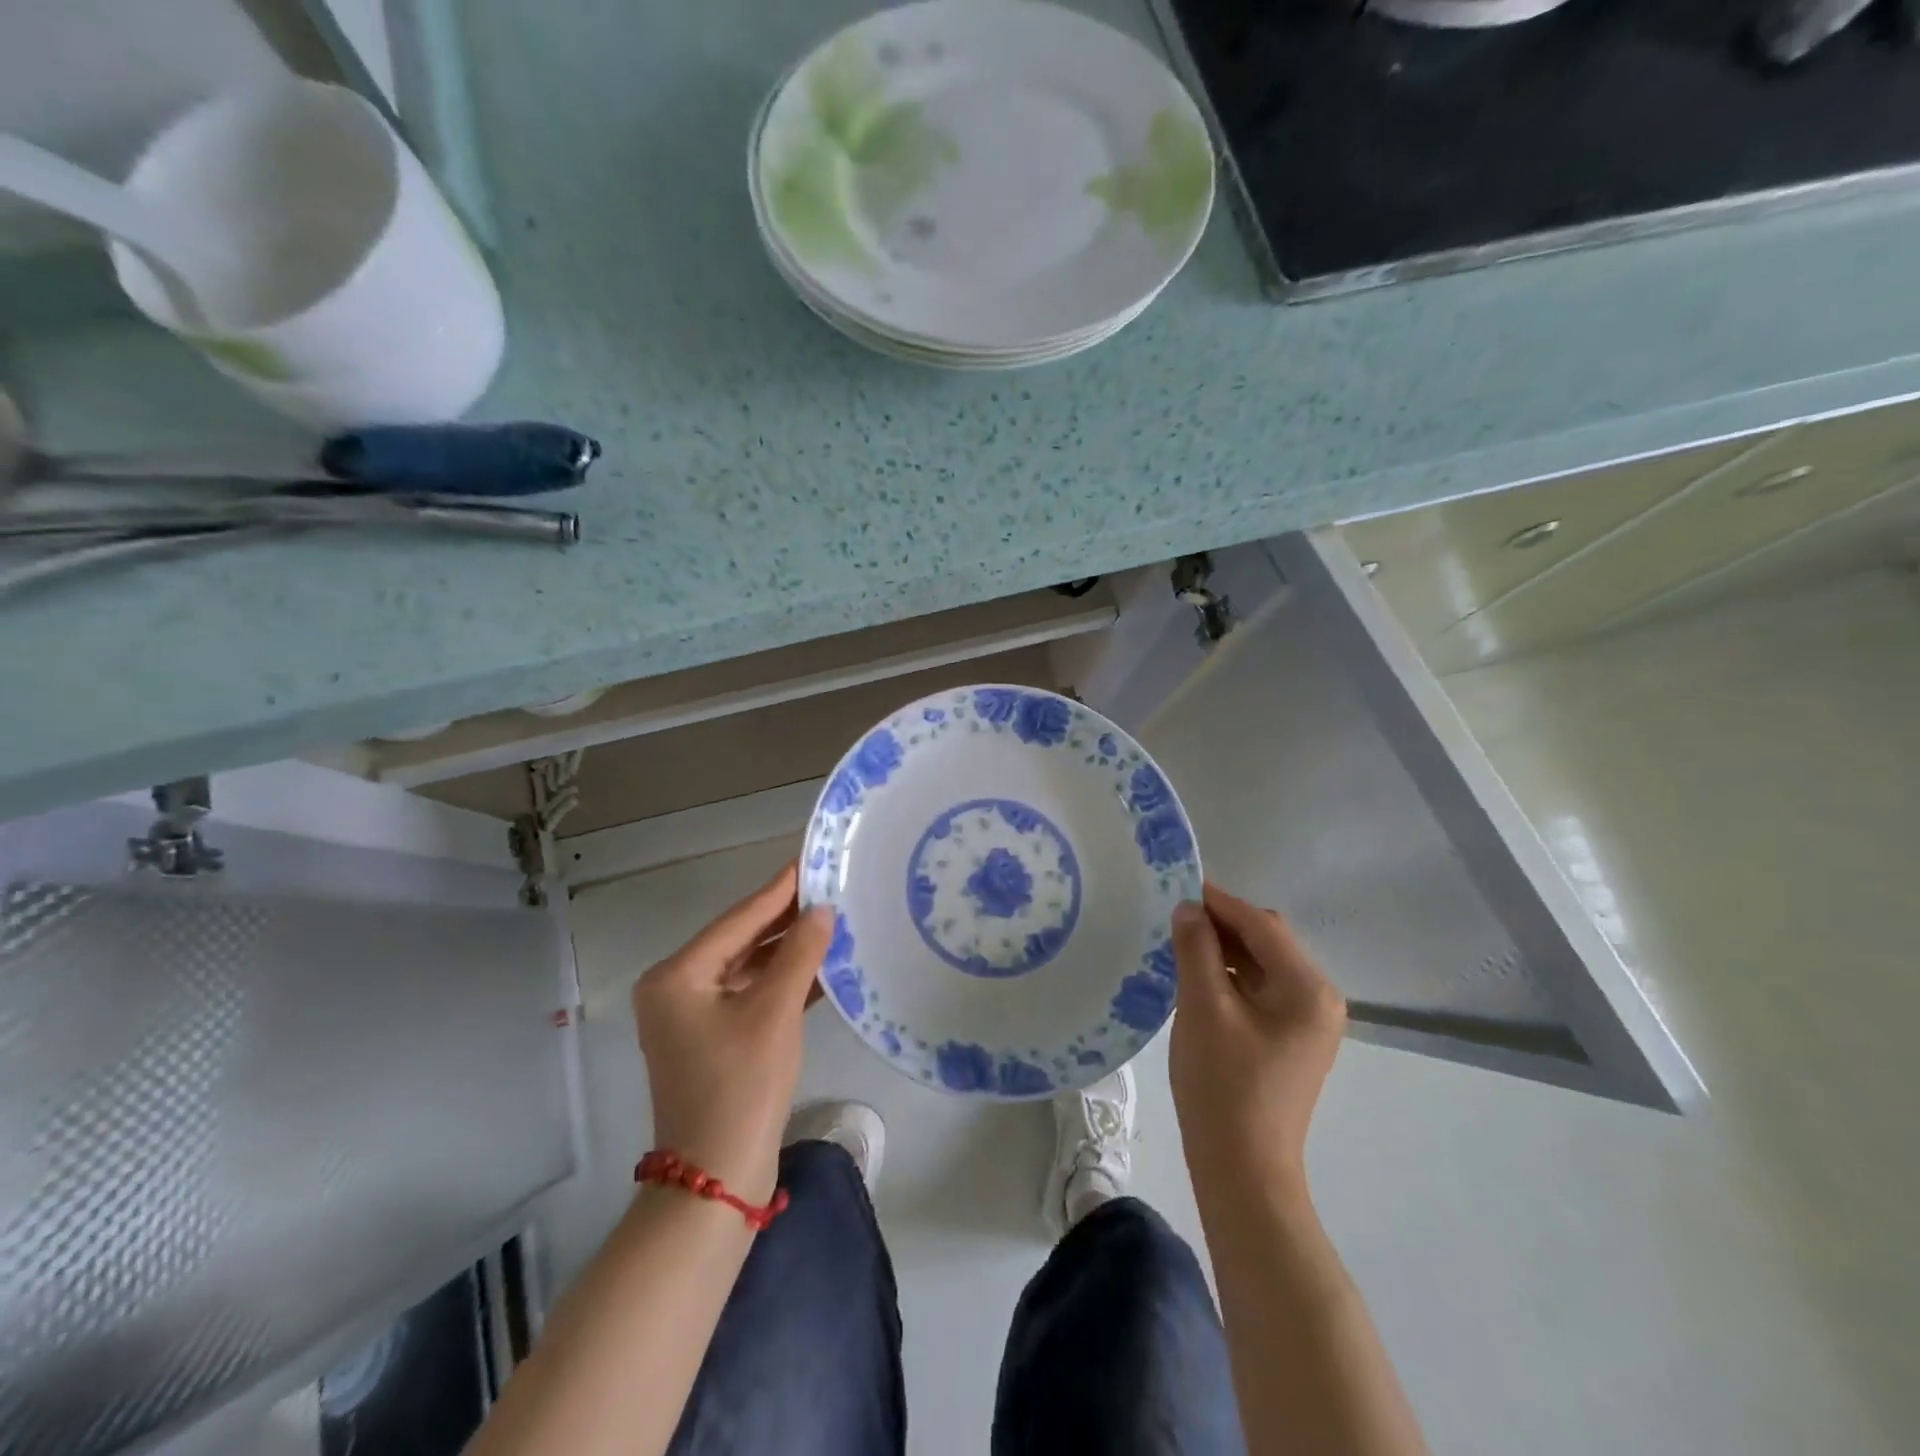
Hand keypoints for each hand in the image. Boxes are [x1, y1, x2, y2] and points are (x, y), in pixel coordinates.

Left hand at [631, 863, 833, 1203]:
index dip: (778, 890)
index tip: (810, 860)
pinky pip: (751, 996)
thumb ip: (799, 953)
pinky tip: (822, 967)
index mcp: (677, 976)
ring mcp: (693, 1017)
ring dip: (788, 951)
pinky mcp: (714, 1040)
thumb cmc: (741, 1086)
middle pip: (741, 941)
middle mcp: (678, 989)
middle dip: (786, 919)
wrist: (717, 1179)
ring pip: (749, 969)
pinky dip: (784, 983)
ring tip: (833, 921)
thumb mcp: (774, 1011)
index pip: (738, 919)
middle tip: (829, 888)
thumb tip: (822, 910)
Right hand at [1169, 882, 1346, 1201]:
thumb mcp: (1203, 1007)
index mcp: (1308, 989)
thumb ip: (1197, 949)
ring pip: (1261, 966)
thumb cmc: (1223, 1084)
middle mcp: (1319, 999)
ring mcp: (1307, 1022)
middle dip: (1222, 926)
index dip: (1219, 902)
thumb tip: (1188, 908)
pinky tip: (1198, 976)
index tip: (1179, 887)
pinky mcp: (1291, 1040)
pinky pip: (1260, 990)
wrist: (1242, 1169)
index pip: (1262, 925)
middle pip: (1267, 942)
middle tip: (1174, 918)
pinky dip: (1230, 977)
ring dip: (1224, 950)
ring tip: (1180, 944)